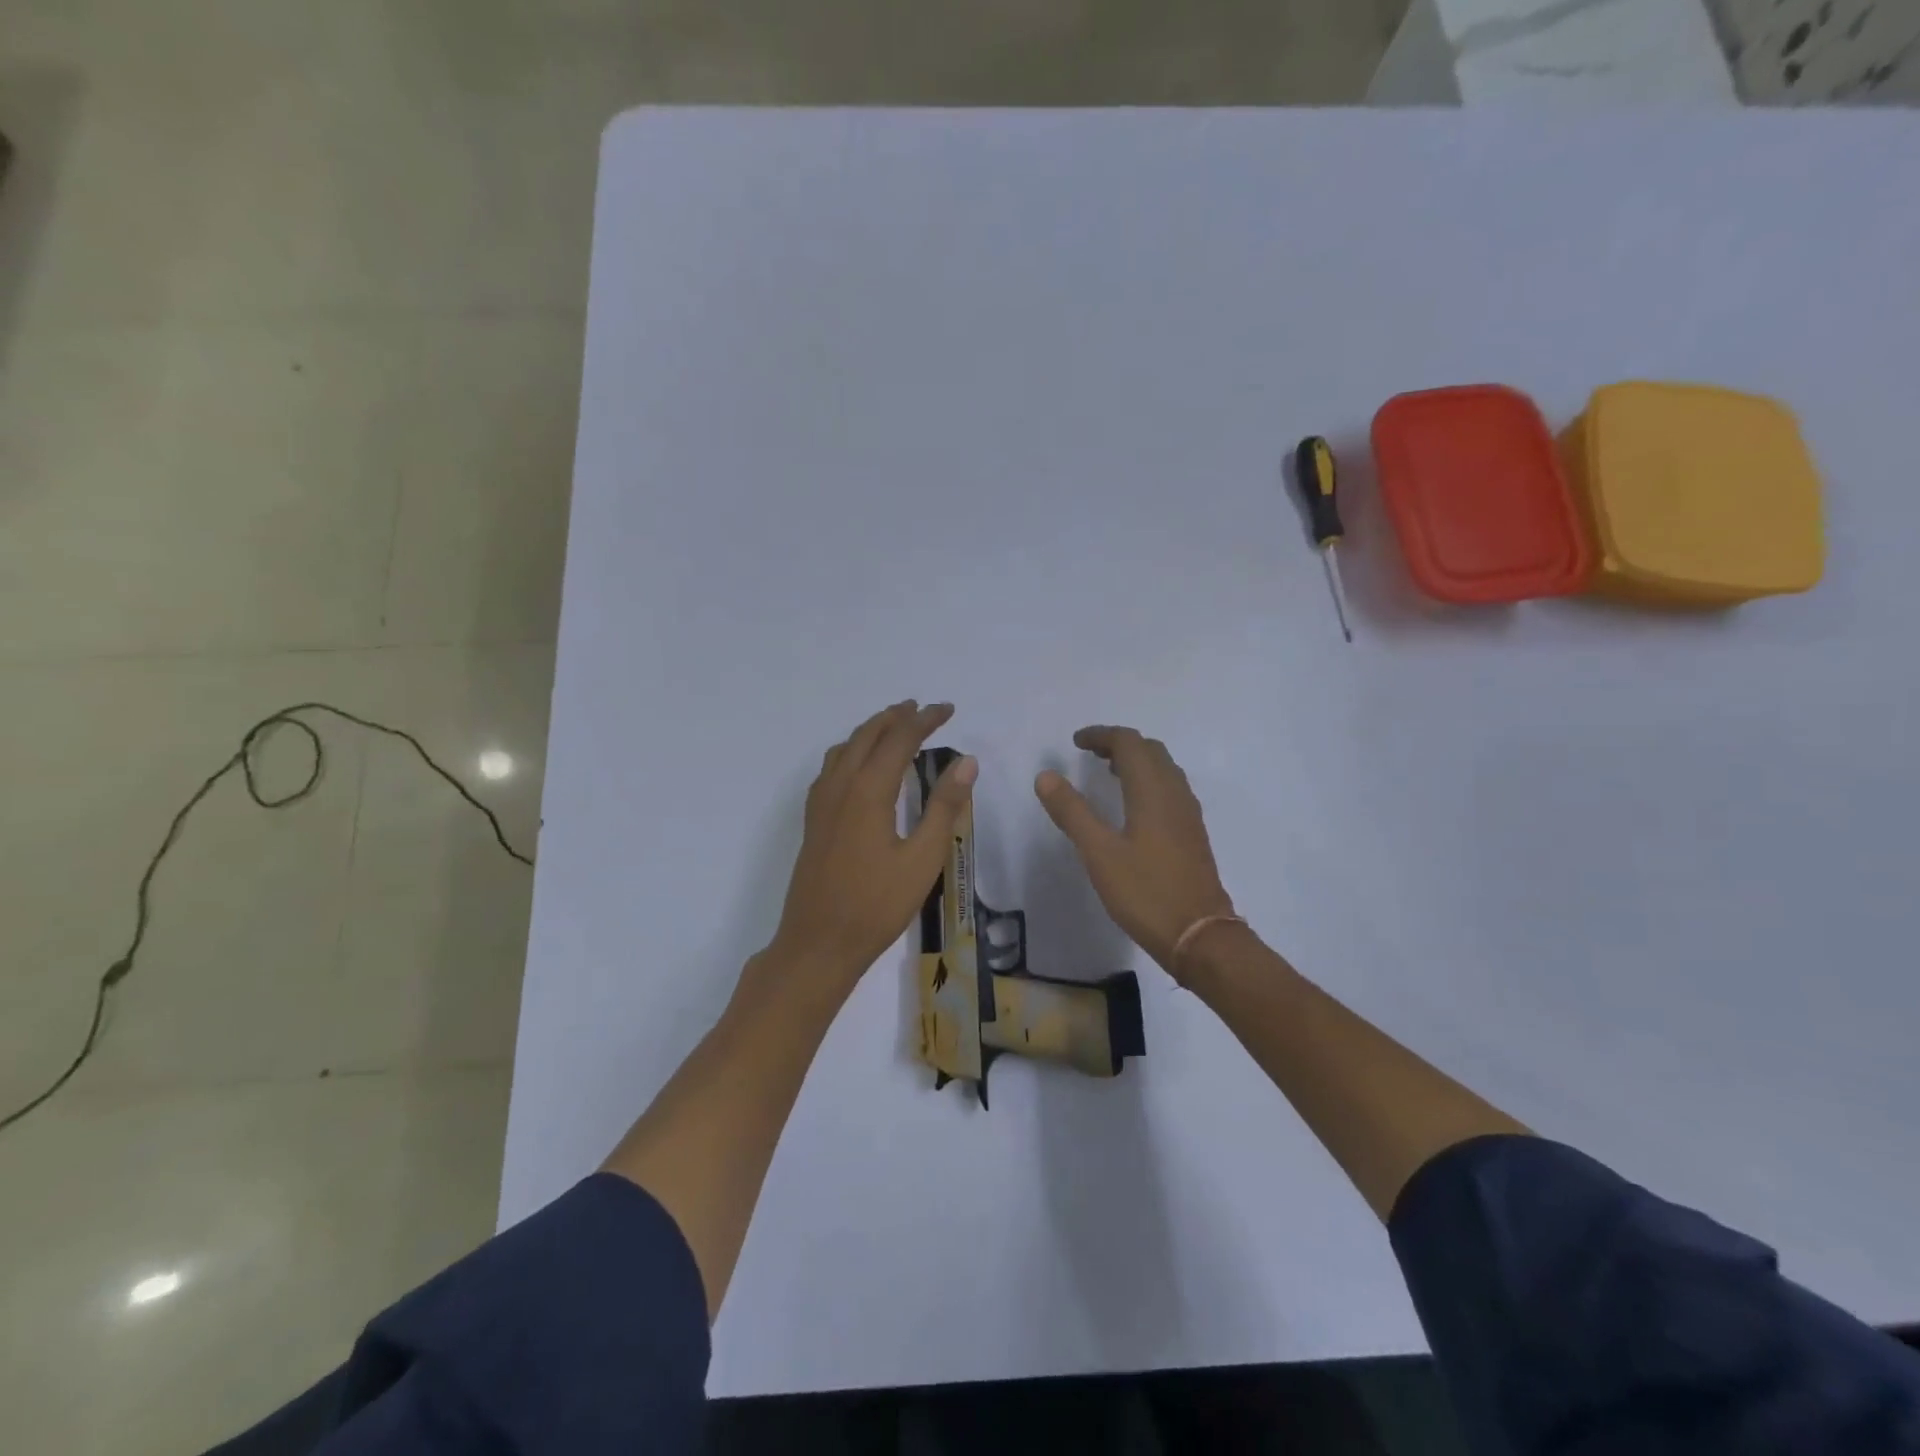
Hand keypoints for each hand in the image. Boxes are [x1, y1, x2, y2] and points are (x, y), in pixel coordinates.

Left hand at [763, 701, 976, 995]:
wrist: (819, 943)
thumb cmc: (877, 905)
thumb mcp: (922, 858)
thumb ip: (944, 806)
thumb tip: (966, 761)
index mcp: (868, 791)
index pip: (899, 739)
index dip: (925, 720)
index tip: (948, 709)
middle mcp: (840, 787)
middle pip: (867, 736)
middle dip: (895, 717)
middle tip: (921, 709)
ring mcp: (821, 803)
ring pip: (845, 749)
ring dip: (870, 731)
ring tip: (893, 727)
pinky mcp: (814, 820)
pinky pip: (831, 768)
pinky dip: (851, 751)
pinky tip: (859, 766)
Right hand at [1034, 726, 1233, 974]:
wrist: (1200, 936)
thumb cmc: (1145, 892)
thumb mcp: (1099, 853)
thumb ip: (1072, 812)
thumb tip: (1045, 775)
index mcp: (1152, 791)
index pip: (1129, 743)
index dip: (1102, 735)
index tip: (1076, 742)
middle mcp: (1175, 793)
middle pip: (1150, 750)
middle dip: (1120, 744)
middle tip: (1090, 754)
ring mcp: (1188, 814)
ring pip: (1164, 769)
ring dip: (1137, 761)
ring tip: (1109, 772)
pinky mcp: (1192, 833)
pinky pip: (1171, 789)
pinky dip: (1149, 780)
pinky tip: (1134, 806)